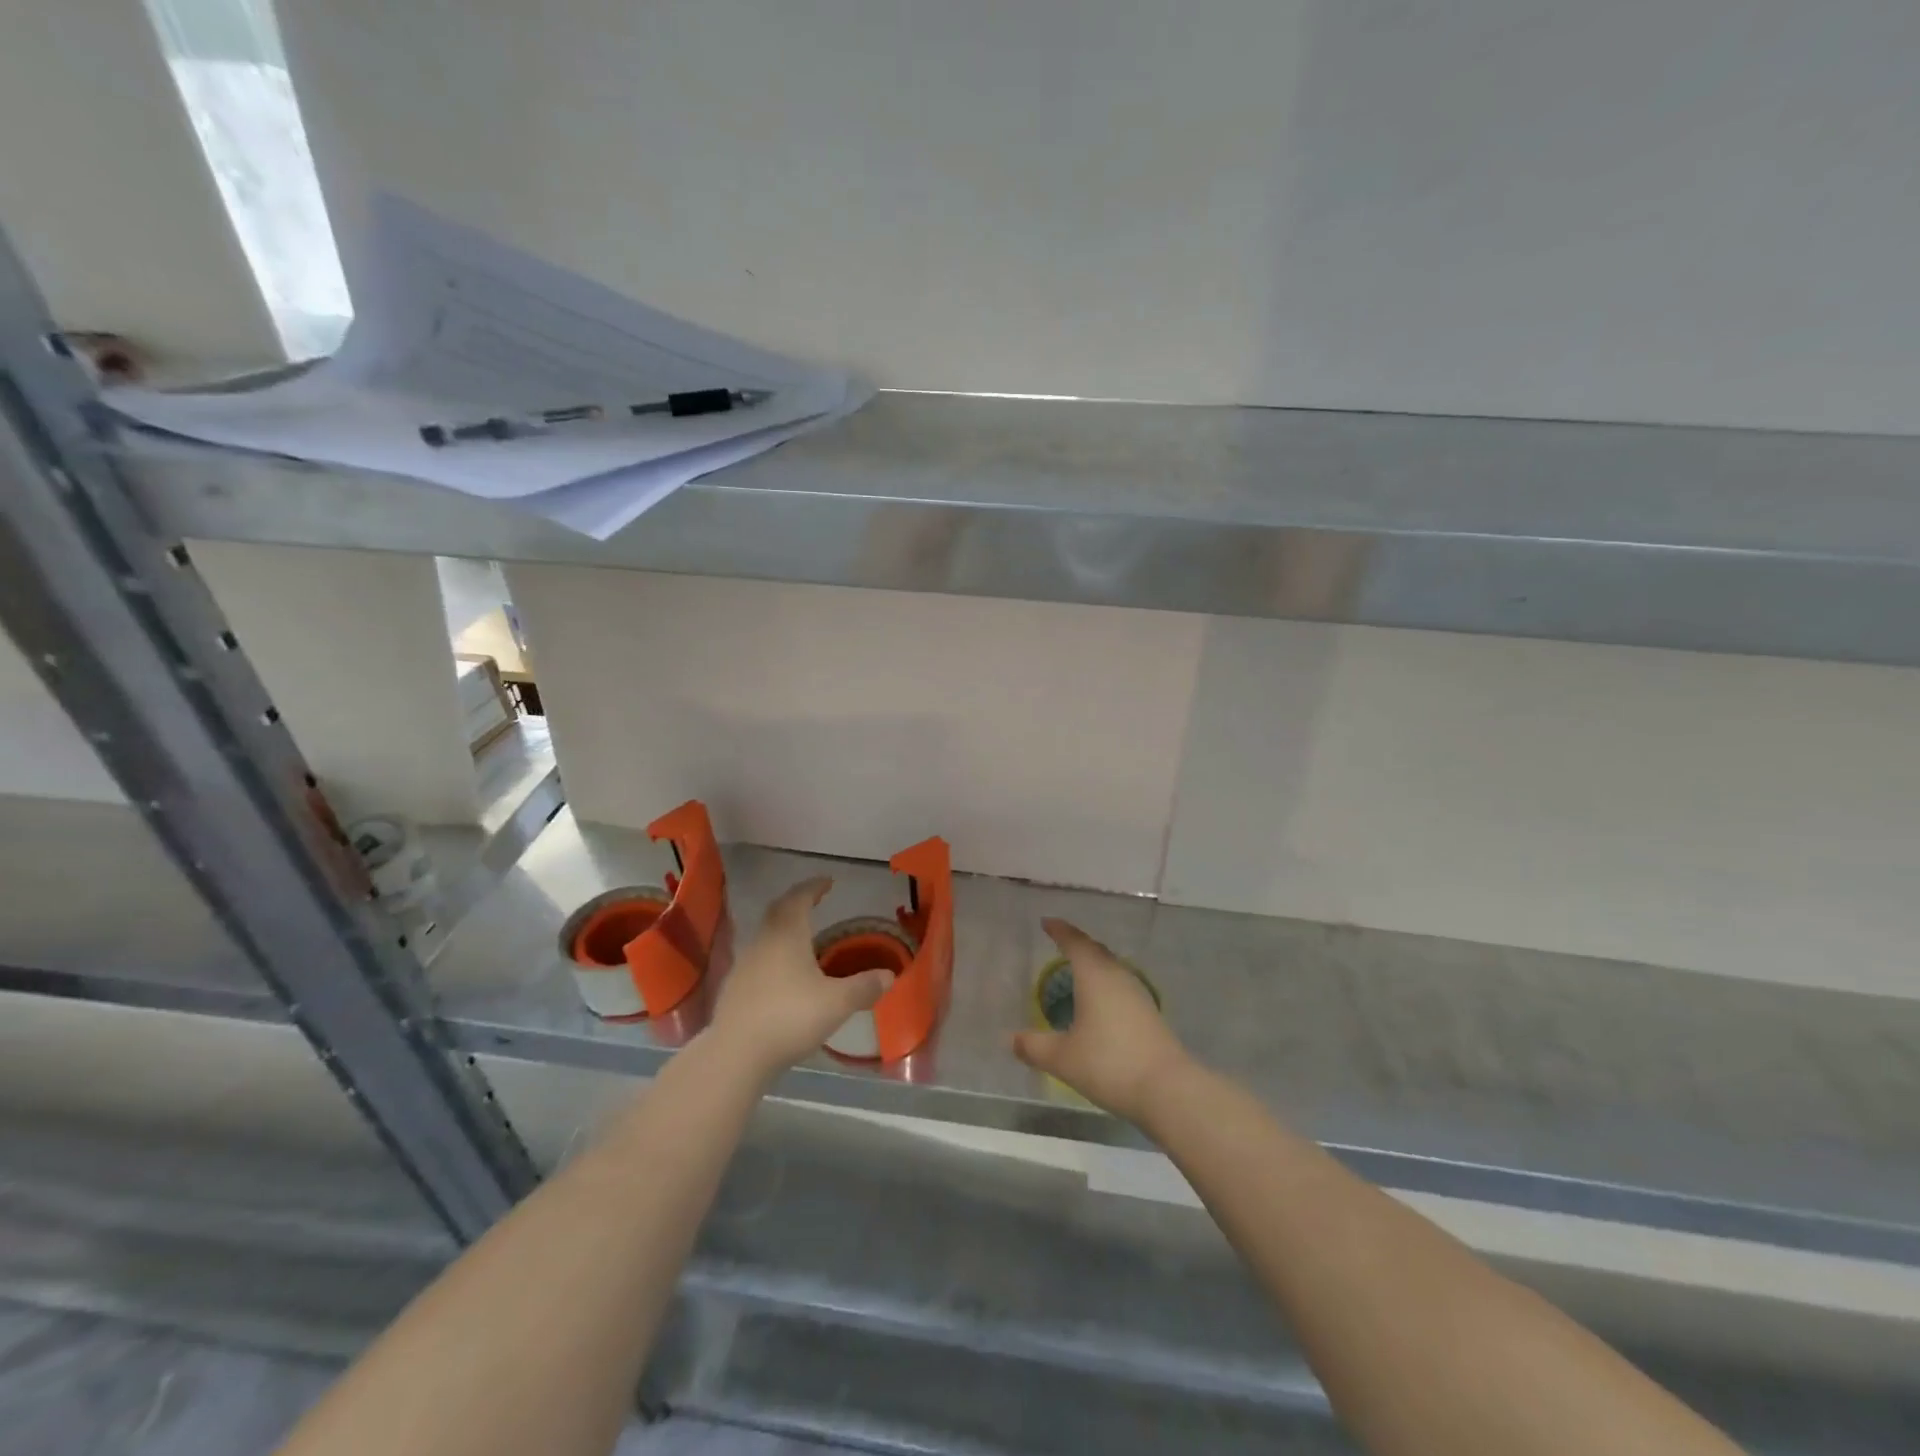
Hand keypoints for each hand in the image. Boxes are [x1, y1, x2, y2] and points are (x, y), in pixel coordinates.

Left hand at [709, 877, 888, 1080]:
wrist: (736, 1054)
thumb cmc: (790, 1017)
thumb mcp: (837, 1003)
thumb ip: (864, 987)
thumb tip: (889, 975)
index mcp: (787, 935)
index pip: (800, 898)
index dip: (814, 887)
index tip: (827, 881)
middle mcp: (764, 941)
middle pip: (778, 910)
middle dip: (796, 901)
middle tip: (813, 900)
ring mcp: (745, 963)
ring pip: (766, 933)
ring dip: (783, 927)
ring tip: (802, 936)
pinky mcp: (734, 986)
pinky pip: (758, 957)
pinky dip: (773, 952)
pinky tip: (783, 972)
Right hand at [1011, 919, 1192, 1123]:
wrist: (1167, 1089)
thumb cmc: (1109, 1063)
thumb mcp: (1062, 1058)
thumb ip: (1033, 1046)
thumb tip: (1011, 1039)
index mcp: (1094, 975)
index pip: (1074, 942)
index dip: (1059, 930)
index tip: (1047, 922)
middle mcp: (1117, 976)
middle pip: (1095, 950)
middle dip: (1077, 943)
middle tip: (1060, 942)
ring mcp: (1137, 994)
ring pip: (1110, 967)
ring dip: (1093, 963)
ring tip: (1076, 971)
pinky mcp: (1148, 1013)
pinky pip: (1120, 985)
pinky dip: (1104, 983)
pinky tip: (1099, 1002)